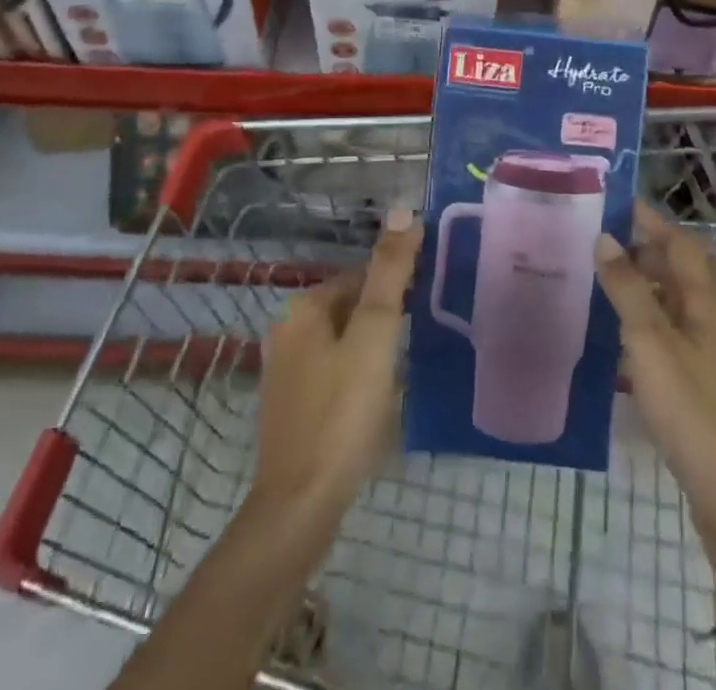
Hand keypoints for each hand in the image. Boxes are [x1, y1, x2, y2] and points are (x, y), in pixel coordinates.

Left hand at [253, 209, 422, 519]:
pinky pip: (332, 371)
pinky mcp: (290, 407)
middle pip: (350, 306)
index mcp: (304, 308)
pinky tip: (378, 397)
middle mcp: (287, 331)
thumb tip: (402, 211)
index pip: (360, 275)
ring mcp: (285, 372)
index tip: (430, 302)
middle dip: (385, 315)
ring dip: (373, 345)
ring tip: (408, 365)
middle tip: (423, 336)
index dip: (397, 284)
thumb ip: (389, 272)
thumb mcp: (375, 334)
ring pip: (342, 340)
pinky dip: (357, 373)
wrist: (301, 505)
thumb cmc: (343, 411)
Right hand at [595, 204, 715, 634]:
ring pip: (676, 304)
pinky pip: (670, 336)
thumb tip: (606, 238)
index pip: (682, 243)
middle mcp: (712, 320)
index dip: (653, 221)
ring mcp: (709, 355)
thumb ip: (628, 288)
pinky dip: (646, 324)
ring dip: (645, 286)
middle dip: (648, 249)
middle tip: (603, 241)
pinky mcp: (701, 386)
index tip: (617, 204)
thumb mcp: (650, 341)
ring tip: (603, 280)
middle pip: (683, 271)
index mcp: (706, 302)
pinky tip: (619, 338)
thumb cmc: (691, 408)